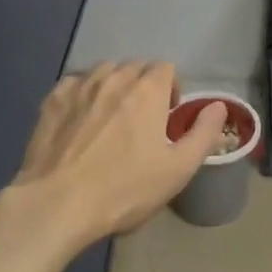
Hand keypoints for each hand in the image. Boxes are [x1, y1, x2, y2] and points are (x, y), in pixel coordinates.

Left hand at [13, 61, 228, 243]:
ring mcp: (79, 86)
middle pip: (135, 66)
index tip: (167, 117)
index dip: (171, 88)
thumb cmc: (125, 189)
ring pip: (103, 71)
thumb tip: (219, 106)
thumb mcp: (178, 169)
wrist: (57, 204)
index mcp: (147, 91)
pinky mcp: (52, 100)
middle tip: (141, 120)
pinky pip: (74, 83)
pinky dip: (83, 92)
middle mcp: (114, 78)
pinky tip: (80, 118)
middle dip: (143, 85)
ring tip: (111, 116)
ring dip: (113, 85)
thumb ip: (204, 133)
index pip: (166, 68)